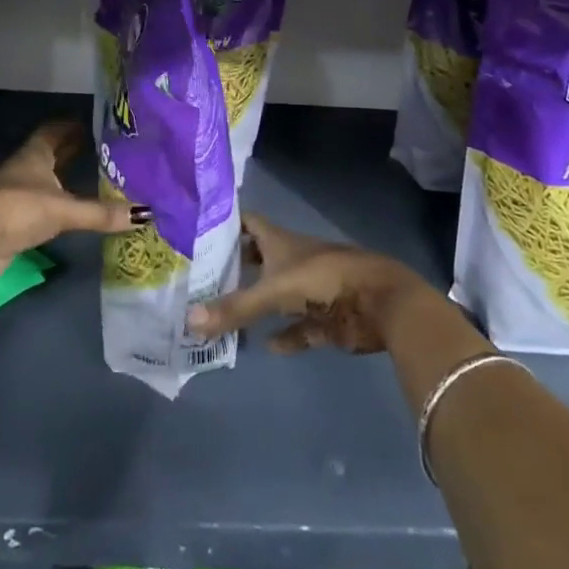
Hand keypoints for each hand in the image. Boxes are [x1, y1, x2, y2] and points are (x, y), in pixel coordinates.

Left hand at [0, 119, 142, 286]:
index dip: (70, 126)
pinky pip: (40, 206)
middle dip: (70, 151)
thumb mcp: (65, 209)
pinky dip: (55, 205)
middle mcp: (24, 170)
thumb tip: (145, 214)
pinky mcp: (11, 222)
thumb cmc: (19, 210)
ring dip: (62, 179)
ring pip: (43, 181)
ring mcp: (14, 196)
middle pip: (48, 155)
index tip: (91, 124)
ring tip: (90, 179)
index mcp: (34, 155)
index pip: (53, 131)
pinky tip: (70, 212)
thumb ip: (101, 213)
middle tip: (99, 150)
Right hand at [185, 212, 433, 353]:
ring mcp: (309, 289)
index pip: (246, 222)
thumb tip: (188, 320)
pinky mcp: (325, 317)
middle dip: (233, 267)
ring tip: (222, 315)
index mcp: (279, 241)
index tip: (194, 229)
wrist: (380, 301)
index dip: (224, 223)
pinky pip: (299, 327)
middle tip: (199, 279)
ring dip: (255, 304)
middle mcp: (292, 260)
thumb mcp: (275, 291)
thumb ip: (235, 307)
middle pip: (257, 258)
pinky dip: (285, 336)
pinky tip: (268, 346)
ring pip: (276, 294)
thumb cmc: (324, 279)